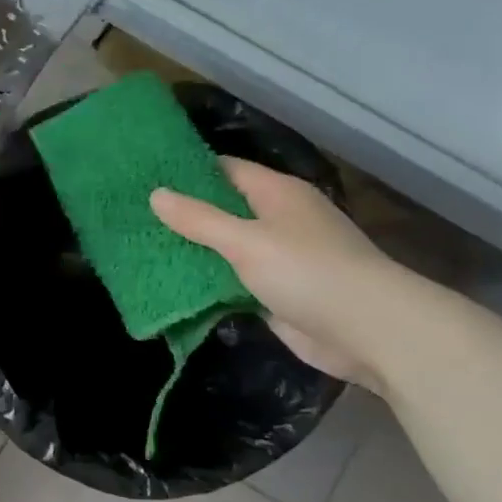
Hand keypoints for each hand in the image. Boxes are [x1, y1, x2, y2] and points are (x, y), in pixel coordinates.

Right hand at [150, 161, 409, 392]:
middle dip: (184, 214)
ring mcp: (277, 259)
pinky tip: (170, 283)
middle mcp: (278, 220)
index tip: (145, 175)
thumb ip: (199, 220)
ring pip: (225, 248)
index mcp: (277, 194)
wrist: (367, 331)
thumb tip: (156, 194)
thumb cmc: (307, 271)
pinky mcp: (275, 293)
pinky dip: (206, 283)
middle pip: (223, 209)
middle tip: (133, 214)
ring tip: (141, 246)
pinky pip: (232, 281)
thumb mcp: (246, 240)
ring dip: (192, 251)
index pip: (225, 170)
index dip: (187, 171)